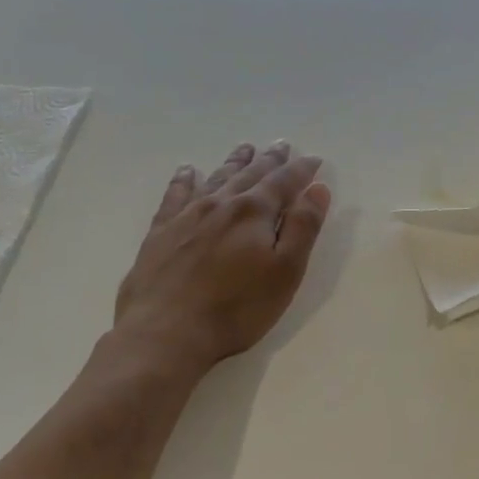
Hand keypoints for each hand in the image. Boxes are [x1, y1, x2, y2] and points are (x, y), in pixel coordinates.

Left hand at [108, 141, 330, 372]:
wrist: (165, 333)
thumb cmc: (237, 308)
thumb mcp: (285, 272)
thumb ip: (304, 228)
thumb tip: (317, 189)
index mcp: (255, 212)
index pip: (285, 182)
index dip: (302, 170)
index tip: (314, 159)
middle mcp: (222, 204)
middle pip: (251, 174)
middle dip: (270, 160)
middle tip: (282, 145)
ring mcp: (187, 216)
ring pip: (216, 178)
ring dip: (234, 162)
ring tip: (245, 148)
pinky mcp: (160, 232)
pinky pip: (175, 195)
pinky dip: (183, 180)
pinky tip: (187, 171)